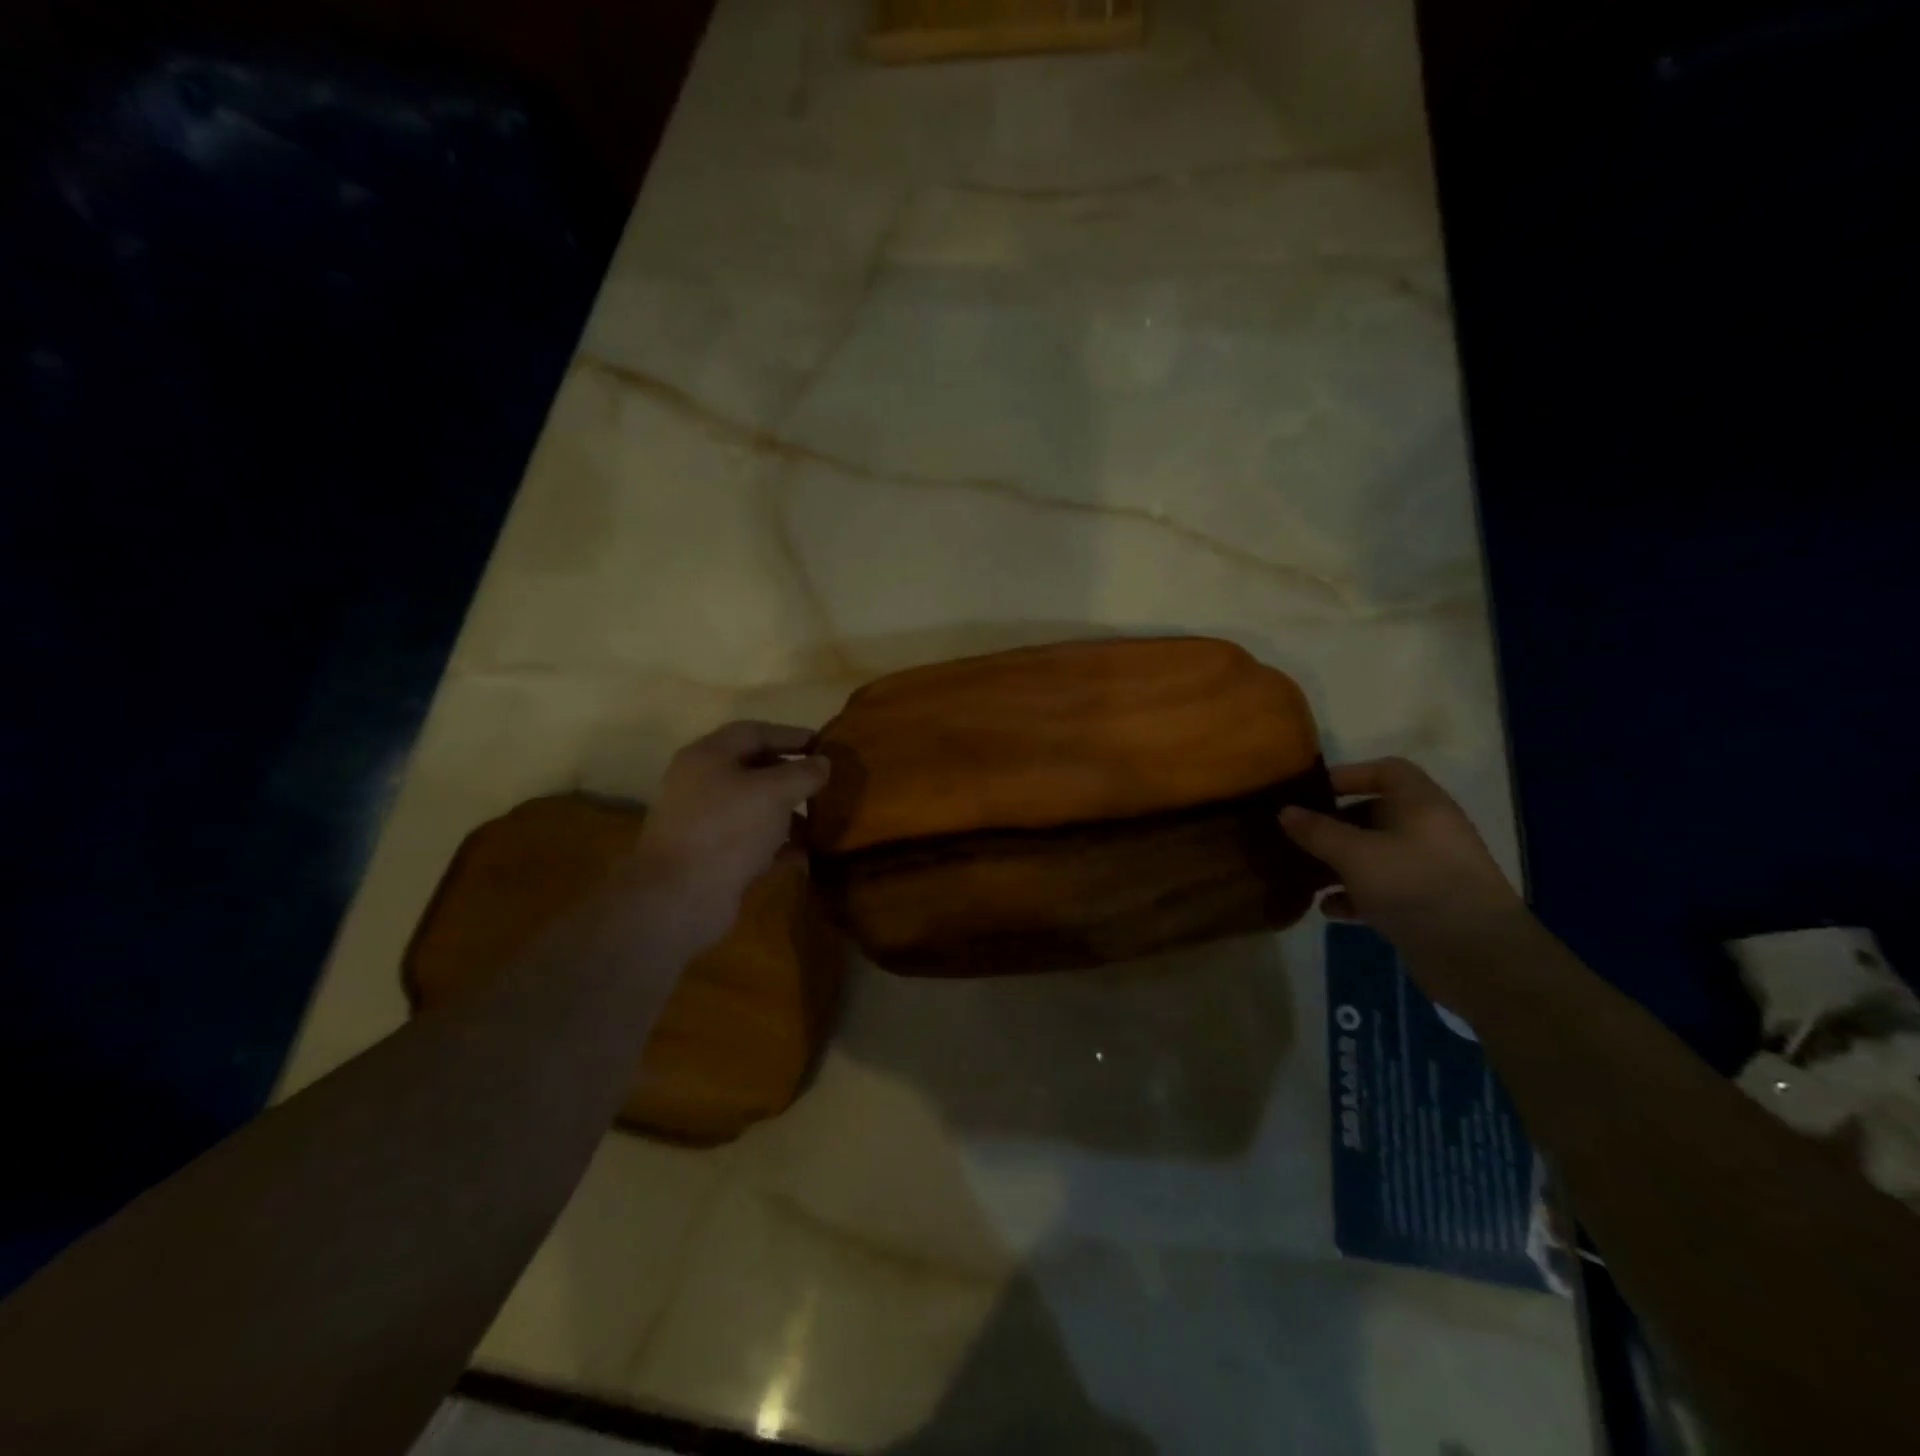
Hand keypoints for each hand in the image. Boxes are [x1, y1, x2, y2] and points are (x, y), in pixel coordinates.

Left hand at [631, 721, 829, 949]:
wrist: (680, 898)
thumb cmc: (728, 830)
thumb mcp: (774, 793)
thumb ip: (803, 773)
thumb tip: (823, 763)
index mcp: (708, 756)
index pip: (754, 732)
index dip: (791, 736)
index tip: (824, 745)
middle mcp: (702, 784)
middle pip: (753, 769)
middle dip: (791, 775)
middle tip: (825, 782)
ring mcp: (705, 822)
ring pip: (754, 807)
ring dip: (788, 812)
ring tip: (821, 819)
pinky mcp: (711, 856)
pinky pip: (752, 840)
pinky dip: (778, 843)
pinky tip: (806, 852)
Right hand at [1279, 758, 1525, 965]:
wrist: (1477, 956)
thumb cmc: (1414, 885)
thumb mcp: (1355, 854)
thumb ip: (1317, 831)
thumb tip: (1284, 811)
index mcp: (1421, 805)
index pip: (1387, 771)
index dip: (1349, 775)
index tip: (1312, 791)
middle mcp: (1428, 831)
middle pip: (1375, 814)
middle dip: (1333, 825)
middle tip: (1296, 836)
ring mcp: (1428, 869)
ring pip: (1374, 854)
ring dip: (1338, 863)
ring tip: (1304, 875)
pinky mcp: (1424, 904)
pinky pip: (1381, 889)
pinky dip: (1354, 895)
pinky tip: (1329, 909)